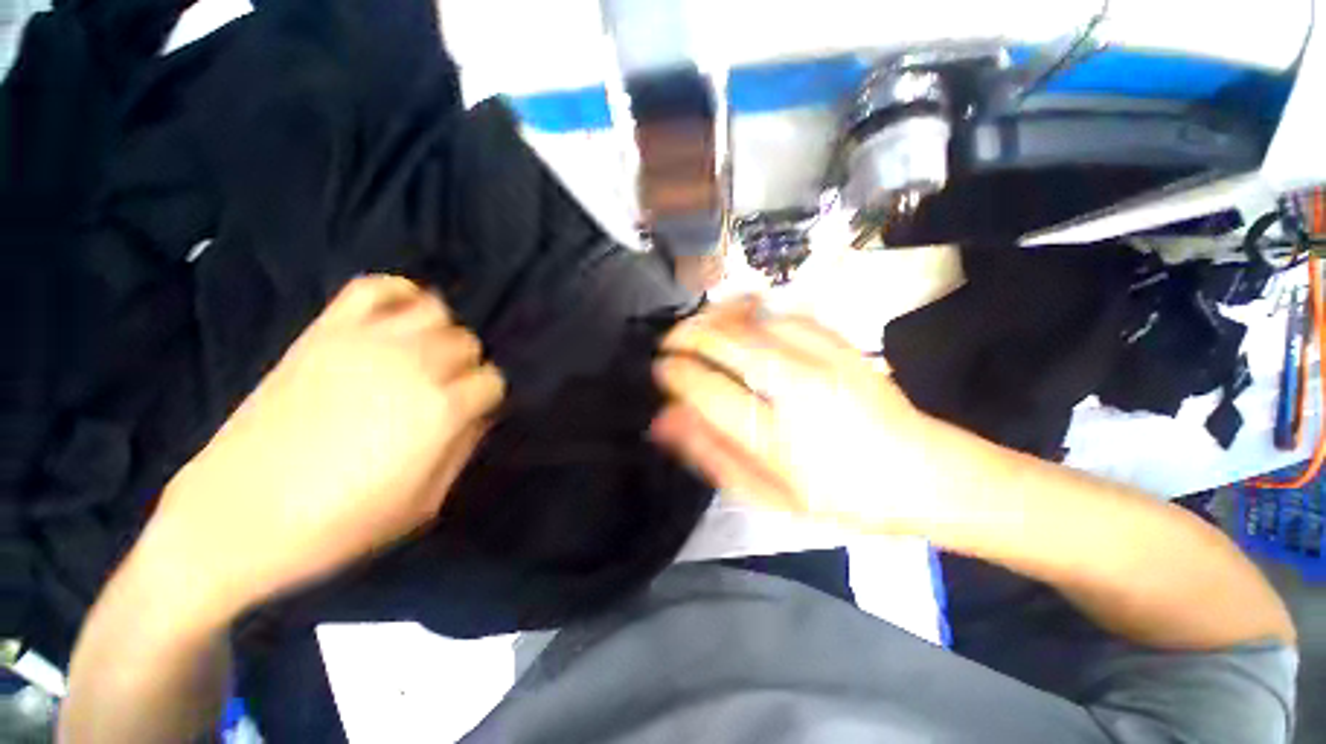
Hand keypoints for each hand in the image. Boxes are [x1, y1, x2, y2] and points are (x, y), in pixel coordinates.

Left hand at [143, 275, 504, 622]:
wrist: (235, 520)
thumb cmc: (339, 524)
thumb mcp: (424, 504)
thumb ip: (462, 449)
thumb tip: (476, 415)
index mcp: (441, 410)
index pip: (492, 381)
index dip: (485, 398)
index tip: (471, 412)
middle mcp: (414, 366)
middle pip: (467, 343)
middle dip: (465, 366)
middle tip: (445, 388)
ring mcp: (367, 343)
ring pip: (434, 310)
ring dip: (439, 331)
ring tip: (424, 354)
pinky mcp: (325, 333)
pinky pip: (374, 288)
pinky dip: (396, 292)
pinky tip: (399, 315)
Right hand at [651, 298, 934, 531]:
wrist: (923, 472)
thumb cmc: (839, 494)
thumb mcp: (768, 494)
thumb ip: (712, 455)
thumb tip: (664, 421)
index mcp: (776, 438)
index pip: (706, 389)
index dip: (675, 373)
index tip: (660, 369)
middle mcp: (796, 388)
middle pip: (725, 341)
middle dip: (686, 334)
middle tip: (670, 343)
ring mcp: (821, 358)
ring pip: (750, 318)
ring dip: (714, 317)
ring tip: (697, 327)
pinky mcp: (839, 342)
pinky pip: (780, 314)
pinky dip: (751, 313)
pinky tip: (741, 323)